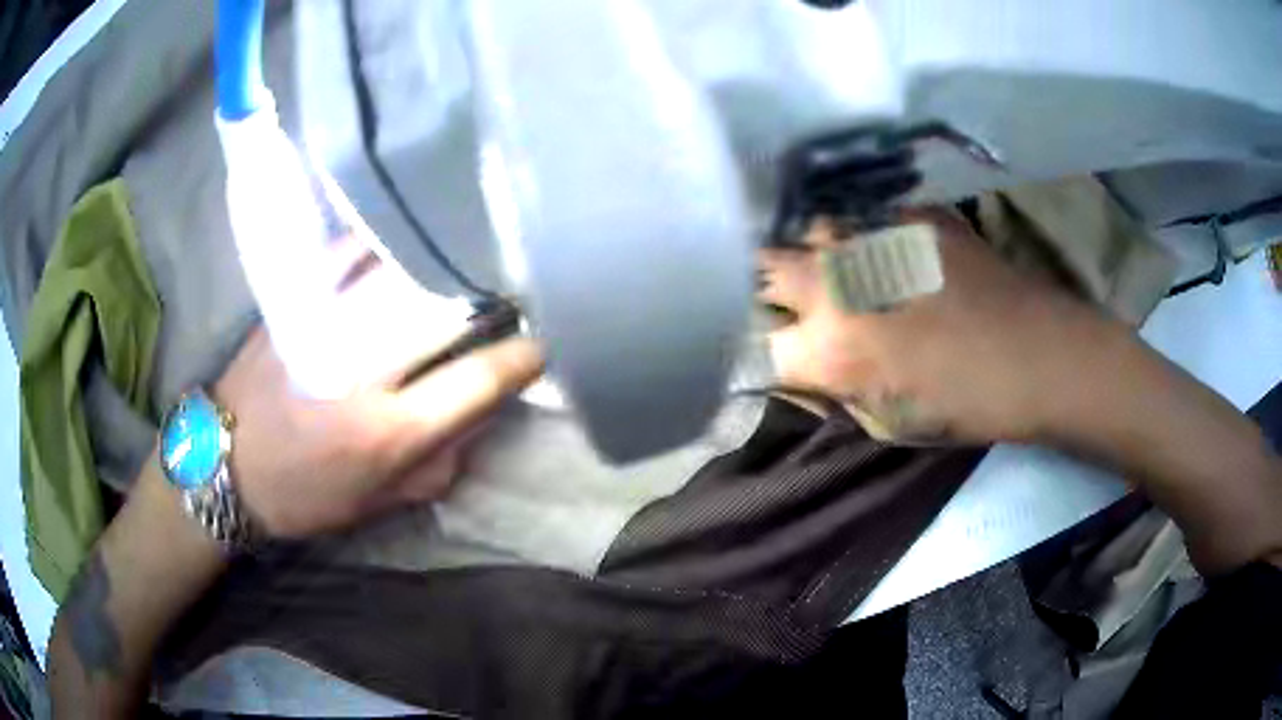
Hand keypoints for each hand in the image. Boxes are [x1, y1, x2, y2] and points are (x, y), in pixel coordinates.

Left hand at [212, 219, 542, 537]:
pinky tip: (403, 234)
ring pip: (402, 276)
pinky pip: (347, 252)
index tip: (541, 343)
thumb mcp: (378, 502)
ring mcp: (325, 327)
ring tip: (468, 260)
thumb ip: (438, 464)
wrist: (225, 463)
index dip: (521, 358)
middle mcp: (361, 373)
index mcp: (387, 433)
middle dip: (490, 301)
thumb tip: (478, 414)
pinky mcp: (294, 303)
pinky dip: (380, 240)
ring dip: (444, 266)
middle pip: (445, 316)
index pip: (477, 382)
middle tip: (510, 293)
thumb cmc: (305, 493)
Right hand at [759, 208, 1125, 443]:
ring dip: (810, 252)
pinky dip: (858, 234)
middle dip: (764, 287)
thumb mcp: (885, 424)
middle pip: (764, 268)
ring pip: (809, 231)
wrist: (1037, 354)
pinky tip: (880, 248)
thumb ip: (827, 394)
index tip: (769, 352)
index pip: (753, 344)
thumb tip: (792, 369)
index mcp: (830, 350)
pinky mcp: (908, 213)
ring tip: (832, 269)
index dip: (755, 350)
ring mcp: (873, 238)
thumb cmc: (963, 405)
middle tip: (786, 303)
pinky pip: (862, 215)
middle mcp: (837, 283)